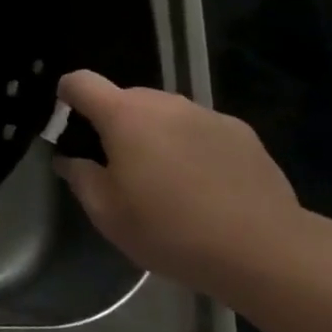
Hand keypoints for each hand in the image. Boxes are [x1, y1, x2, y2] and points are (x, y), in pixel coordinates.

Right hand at [53, 70, 315, 299]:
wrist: (264, 249)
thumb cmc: (170, 230)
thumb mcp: (107, 214)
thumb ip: (80, 177)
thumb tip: (70, 159)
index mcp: (124, 116)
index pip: (81, 82)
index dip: (67, 95)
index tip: (67, 120)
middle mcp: (165, 103)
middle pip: (125, 99)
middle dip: (115, 124)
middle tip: (119, 168)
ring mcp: (207, 114)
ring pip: (165, 115)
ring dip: (155, 136)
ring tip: (166, 181)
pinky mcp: (242, 133)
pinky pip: (200, 130)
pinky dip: (192, 147)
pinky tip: (205, 188)